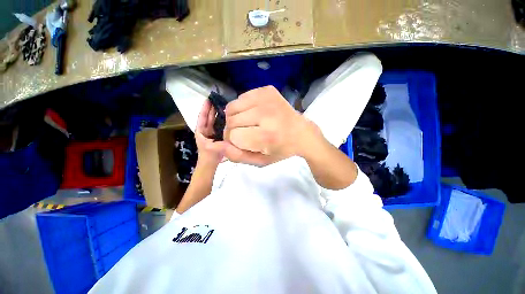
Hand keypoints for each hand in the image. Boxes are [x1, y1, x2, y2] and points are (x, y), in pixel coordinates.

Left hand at [195, 100, 228, 166]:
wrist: (210, 164)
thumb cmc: (209, 155)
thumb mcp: (211, 146)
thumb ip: (217, 138)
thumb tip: (225, 127)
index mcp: (201, 131)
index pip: (202, 117)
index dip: (205, 108)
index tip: (208, 99)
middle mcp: (206, 130)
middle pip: (208, 117)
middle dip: (211, 109)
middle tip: (217, 100)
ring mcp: (211, 133)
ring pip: (213, 121)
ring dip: (216, 114)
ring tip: (222, 105)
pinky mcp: (217, 136)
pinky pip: (218, 126)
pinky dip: (221, 121)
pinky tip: (226, 117)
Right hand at [223, 86, 319, 165]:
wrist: (302, 134)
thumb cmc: (281, 151)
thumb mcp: (260, 161)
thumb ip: (237, 156)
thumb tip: (217, 144)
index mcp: (266, 135)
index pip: (232, 135)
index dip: (233, 141)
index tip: (242, 143)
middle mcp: (266, 114)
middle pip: (231, 120)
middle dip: (232, 130)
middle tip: (245, 134)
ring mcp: (267, 98)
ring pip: (232, 107)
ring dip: (235, 118)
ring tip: (248, 123)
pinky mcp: (267, 90)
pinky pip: (242, 97)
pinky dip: (243, 107)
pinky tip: (254, 114)